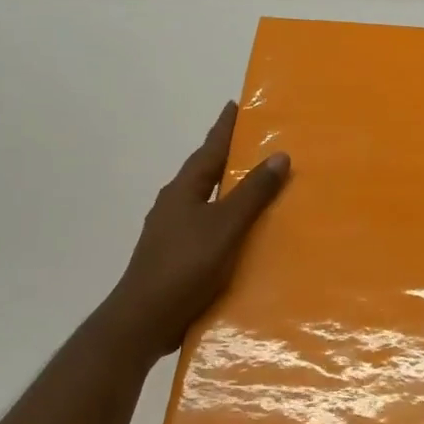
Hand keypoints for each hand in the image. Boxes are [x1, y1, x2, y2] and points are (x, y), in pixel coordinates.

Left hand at [98, 102, 289, 358]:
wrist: (144, 319)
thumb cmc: (184, 266)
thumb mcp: (225, 226)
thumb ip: (253, 193)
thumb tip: (279, 155)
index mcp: (184, 190)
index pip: (210, 148)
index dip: (225, 127)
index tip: (236, 104)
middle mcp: (175, 204)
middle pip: (206, 172)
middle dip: (229, 157)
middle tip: (257, 142)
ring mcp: (172, 232)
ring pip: (206, 201)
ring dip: (229, 191)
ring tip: (258, 186)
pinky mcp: (176, 256)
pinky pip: (207, 228)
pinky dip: (226, 221)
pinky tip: (242, 234)